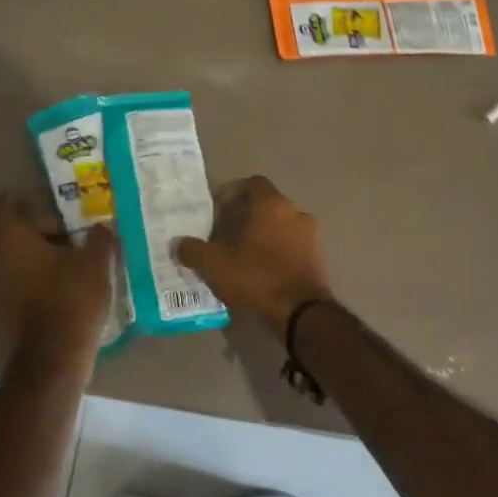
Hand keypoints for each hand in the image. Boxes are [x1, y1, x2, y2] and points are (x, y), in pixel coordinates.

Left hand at [0, 193, 116, 372]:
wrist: (54, 355)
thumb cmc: (71, 296)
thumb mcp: (95, 260)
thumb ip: (99, 237)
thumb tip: (102, 227)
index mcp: (7, 235)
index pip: (4, 204)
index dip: (28, 201)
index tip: (55, 207)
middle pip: (9, 230)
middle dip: (38, 229)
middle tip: (70, 233)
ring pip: (11, 256)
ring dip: (35, 253)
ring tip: (69, 258)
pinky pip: (13, 278)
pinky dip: (32, 275)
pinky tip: (60, 282)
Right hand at [174, 176, 333, 339]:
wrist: (301, 313)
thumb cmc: (256, 277)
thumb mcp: (214, 265)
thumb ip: (193, 251)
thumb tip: (179, 244)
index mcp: (271, 204)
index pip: (253, 183)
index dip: (233, 193)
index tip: (218, 210)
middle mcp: (295, 213)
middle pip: (267, 205)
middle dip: (246, 217)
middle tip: (226, 236)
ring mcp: (311, 236)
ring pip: (281, 227)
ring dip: (264, 236)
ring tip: (244, 256)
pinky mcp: (318, 259)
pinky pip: (293, 247)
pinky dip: (278, 253)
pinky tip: (263, 272)